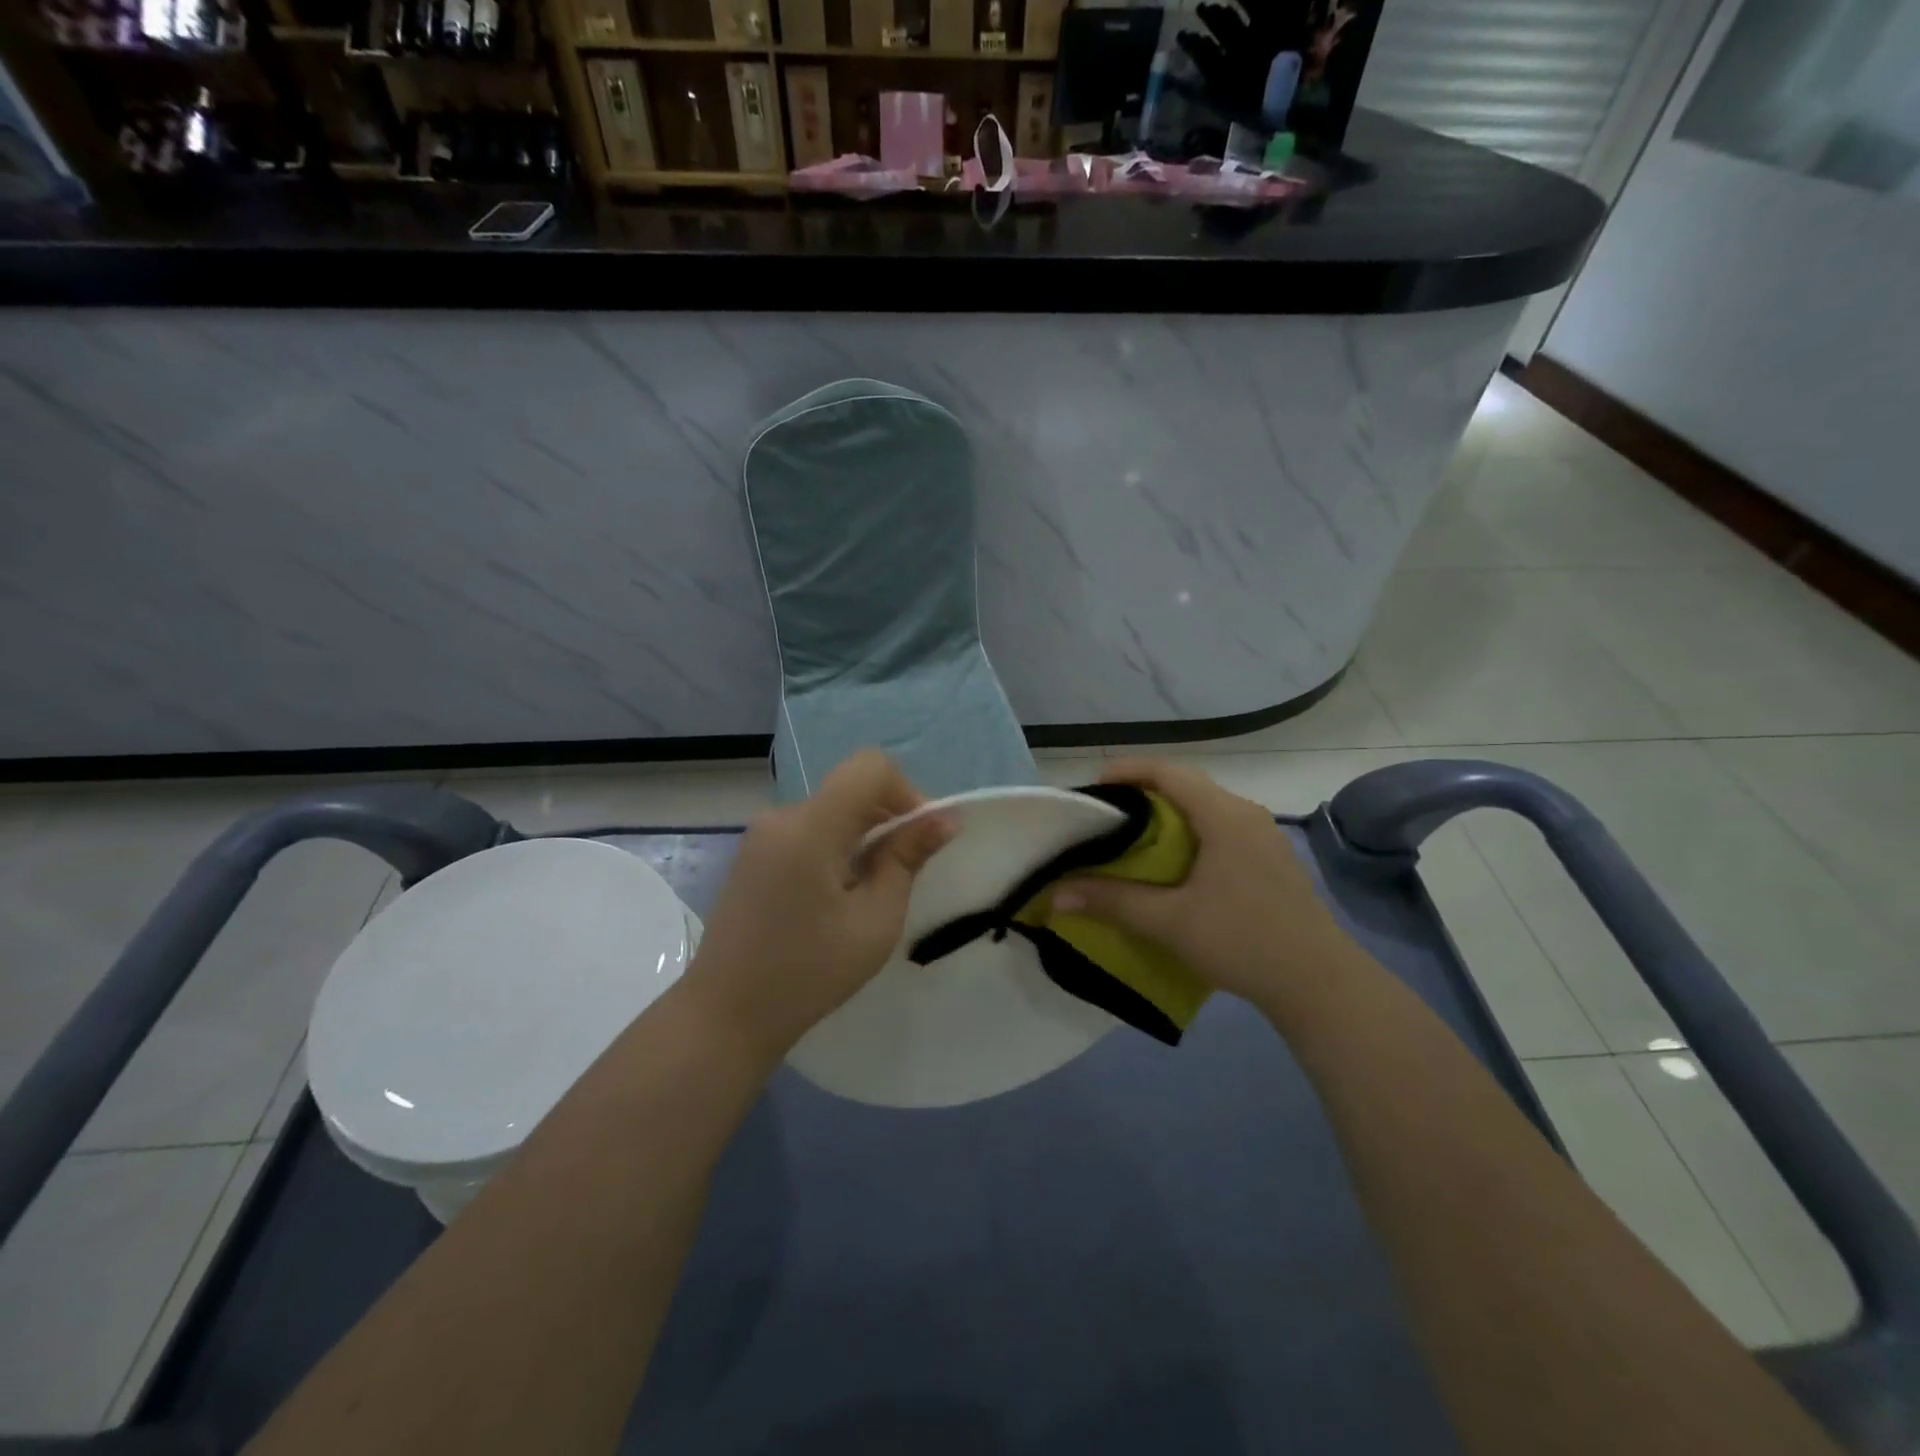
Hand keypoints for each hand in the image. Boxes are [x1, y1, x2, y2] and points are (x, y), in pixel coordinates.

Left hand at [684, 751, 950, 1060]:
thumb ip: (907, 860)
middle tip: (903, 875)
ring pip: (831, 811)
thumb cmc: (808, 973)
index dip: (906, 792)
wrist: (725, 1015)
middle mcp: (781, 817)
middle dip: (887, 819)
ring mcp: (761, 835)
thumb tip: (943, 819)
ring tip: (868, 894)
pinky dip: (835, 847)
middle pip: (850, 789)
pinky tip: (835, 898)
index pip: (870, 768)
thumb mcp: (874, 921)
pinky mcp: (753, 855)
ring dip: (862, 837)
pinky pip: (807, 830)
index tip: (918, 840)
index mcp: (810, 827)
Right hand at [1052, 758, 1358, 1013]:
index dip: (1127, 771)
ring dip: (1167, 814)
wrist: (1320, 983)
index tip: (1093, 788)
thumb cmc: (1243, 940)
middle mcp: (1246, 814)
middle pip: (1186, 785)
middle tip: (1105, 816)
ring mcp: (1264, 836)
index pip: (1168, 772)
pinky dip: (1189, 832)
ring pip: (1205, 808)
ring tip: (1131, 837)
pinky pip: (1220, 828)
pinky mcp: (1270, 859)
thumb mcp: (1170, 921)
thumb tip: (1056, 894)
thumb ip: (1112, 901)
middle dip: (1142, 793)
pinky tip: (1173, 864)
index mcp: (1224, 815)